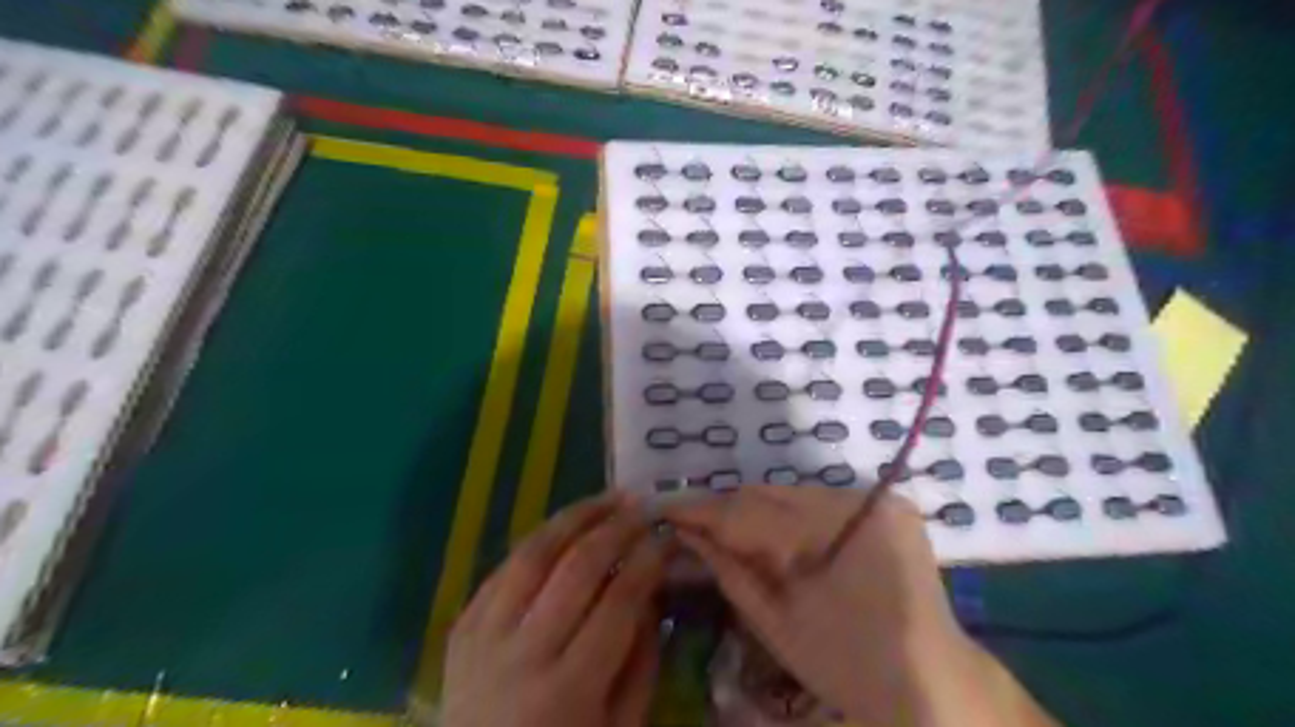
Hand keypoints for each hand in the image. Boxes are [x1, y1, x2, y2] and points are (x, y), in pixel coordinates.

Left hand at [446, 493, 666, 725]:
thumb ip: (641, 663)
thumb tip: (652, 595)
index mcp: (569, 691)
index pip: (618, 603)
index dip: (647, 561)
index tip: (667, 537)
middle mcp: (522, 656)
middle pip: (575, 569)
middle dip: (616, 528)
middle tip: (641, 507)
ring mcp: (482, 638)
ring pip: (532, 555)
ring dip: (574, 518)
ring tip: (606, 499)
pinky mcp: (460, 628)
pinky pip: (502, 570)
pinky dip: (536, 542)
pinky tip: (562, 527)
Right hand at [666, 486, 1051, 726]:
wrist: (931, 685)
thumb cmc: (849, 664)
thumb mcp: (778, 623)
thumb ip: (730, 570)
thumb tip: (686, 533)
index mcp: (838, 532)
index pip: (753, 511)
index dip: (705, 510)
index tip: (667, 509)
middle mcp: (862, 501)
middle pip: (774, 496)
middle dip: (730, 510)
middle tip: (692, 523)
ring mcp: (880, 501)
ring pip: (797, 496)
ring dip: (761, 513)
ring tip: (728, 531)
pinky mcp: (889, 508)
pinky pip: (822, 504)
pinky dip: (793, 518)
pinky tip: (776, 539)